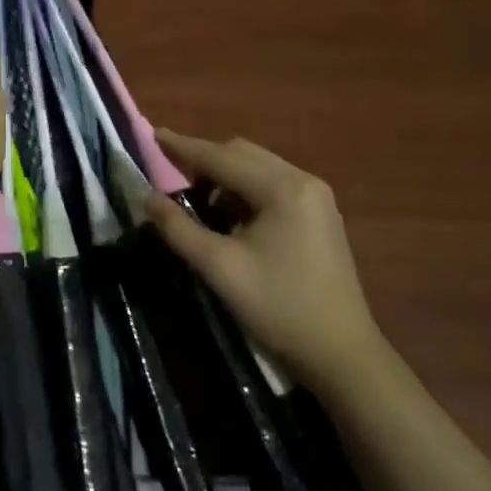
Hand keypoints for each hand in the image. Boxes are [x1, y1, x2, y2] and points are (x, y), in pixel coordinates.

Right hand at [144, 129, 379, 394]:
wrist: (342, 355)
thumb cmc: (279, 308)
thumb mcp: (220, 268)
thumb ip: (179, 228)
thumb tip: (147, 198)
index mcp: (282, 188)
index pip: (221, 156)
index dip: (183, 147)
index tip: (152, 135)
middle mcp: (303, 180)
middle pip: (242, 153)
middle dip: (204, 159)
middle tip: (170, 173)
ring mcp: (316, 196)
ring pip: (258, 167)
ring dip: (225, 175)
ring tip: (196, 198)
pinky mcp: (320, 214)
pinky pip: (274, 184)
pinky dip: (246, 189)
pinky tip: (230, 214)